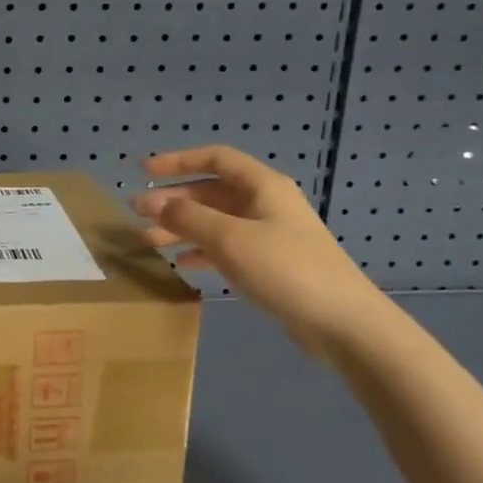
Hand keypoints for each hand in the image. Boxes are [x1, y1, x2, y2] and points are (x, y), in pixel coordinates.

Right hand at [134, 145, 396, 360]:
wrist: (345, 324)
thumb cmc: (286, 269)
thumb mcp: (229, 239)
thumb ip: (187, 217)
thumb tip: (154, 202)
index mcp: (262, 186)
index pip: (215, 158)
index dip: (178, 161)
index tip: (144, 172)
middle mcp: (266, 204)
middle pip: (212, 191)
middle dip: (174, 200)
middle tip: (138, 214)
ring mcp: (271, 235)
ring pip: (216, 221)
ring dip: (182, 227)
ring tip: (148, 241)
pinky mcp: (272, 264)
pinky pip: (228, 247)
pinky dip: (202, 250)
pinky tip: (182, 263)